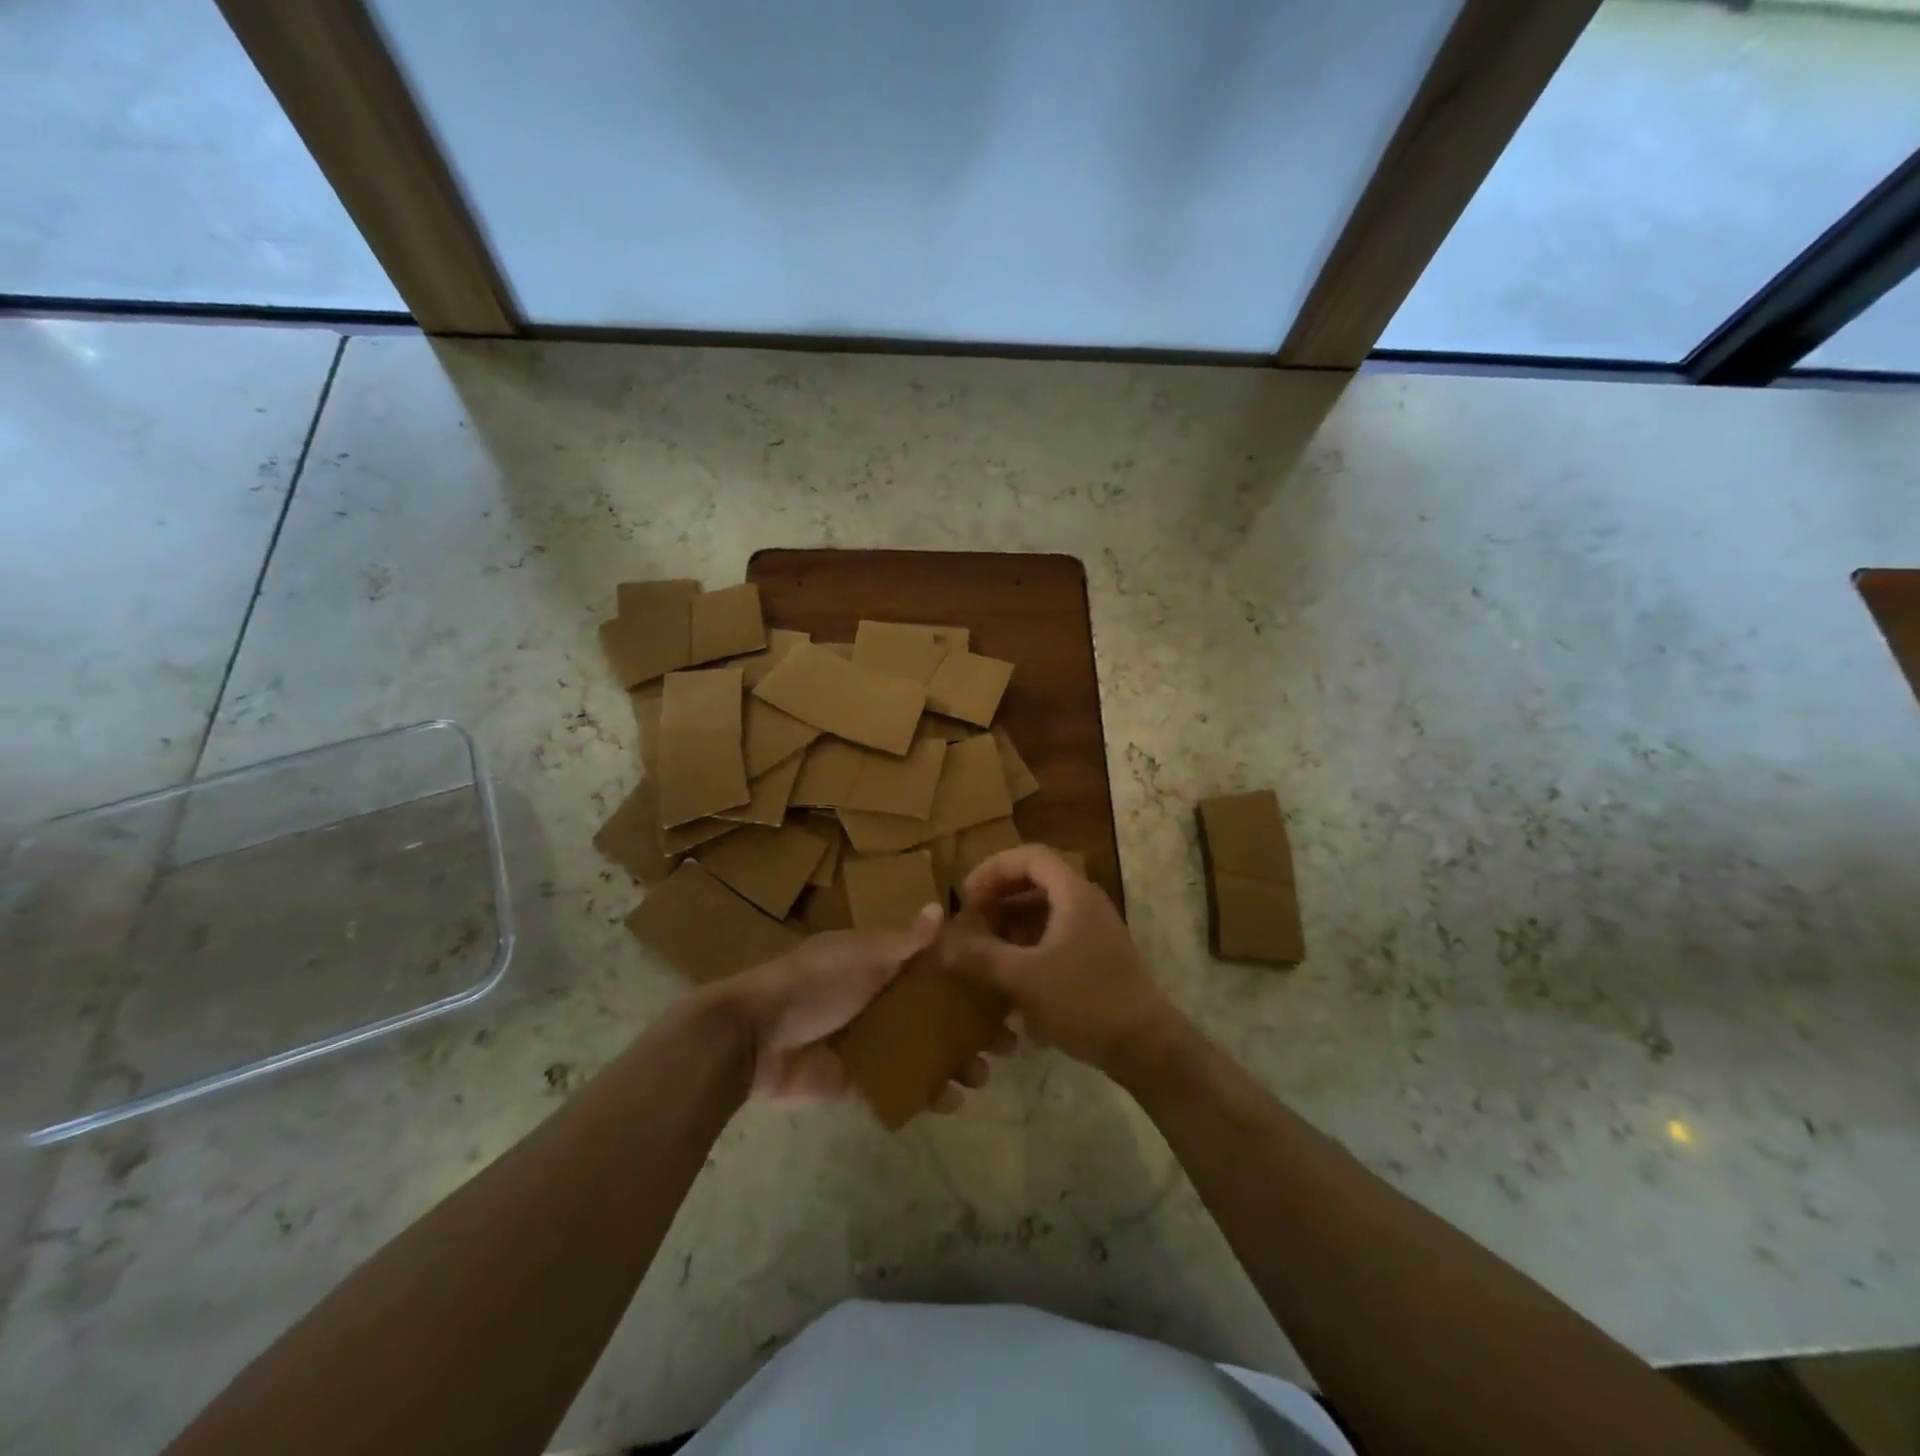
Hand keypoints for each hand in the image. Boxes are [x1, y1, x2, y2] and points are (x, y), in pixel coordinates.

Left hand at [709, 906, 1002, 1107]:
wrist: (753, 1039)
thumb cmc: (810, 985)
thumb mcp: (858, 956)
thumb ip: (901, 942)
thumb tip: (940, 908)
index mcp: (878, 964)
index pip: (934, 968)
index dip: (969, 979)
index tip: (1005, 991)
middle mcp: (879, 1000)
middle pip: (935, 1012)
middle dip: (970, 1027)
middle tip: (1008, 1044)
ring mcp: (870, 1042)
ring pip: (924, 1051)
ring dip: (955, 1062)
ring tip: (982, 1076)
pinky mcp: (858, 1080)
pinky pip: (900, 1085)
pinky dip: (926, 1093)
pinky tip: (952, 1102)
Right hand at [948, 845, 1180, 1076]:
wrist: (1146, 1047)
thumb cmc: (1085, 1001)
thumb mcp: (1024, 978)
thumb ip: (980, 956)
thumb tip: (939, 942)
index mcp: (1073, 893)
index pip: (1029, 856)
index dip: (993, 869)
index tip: (966, 896)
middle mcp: (1085, 903)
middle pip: (1035, 881)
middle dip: (998, 897)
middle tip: (970, 922)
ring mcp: (1093, 931)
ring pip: (1043, 911)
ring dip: (1010, 923)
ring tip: (981, 948)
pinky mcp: (1094, 957)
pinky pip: (1053, 936)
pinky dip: (1026, 945)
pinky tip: (1007, 975)